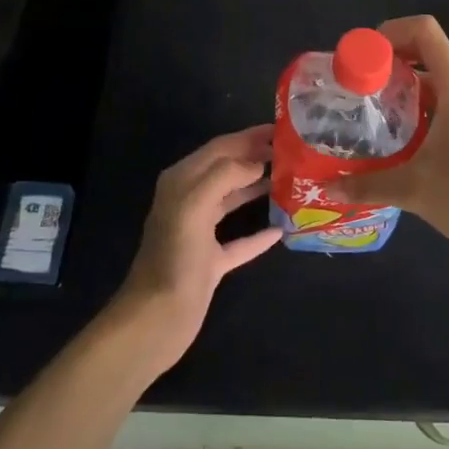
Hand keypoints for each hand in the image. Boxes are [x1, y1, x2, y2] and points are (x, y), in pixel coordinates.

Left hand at [110, 125, 282, 372]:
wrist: (157, 318)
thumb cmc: (175, 256)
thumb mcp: (195, 205)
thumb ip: (225, 175)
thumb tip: (256, 162)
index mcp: (182, 181)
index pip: (220, 147)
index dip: (249, 136)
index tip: (281, 130)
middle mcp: (190, 200)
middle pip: (228, 170)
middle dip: (256, 157)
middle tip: (292, 153)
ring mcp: (200, 232)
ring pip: (234, 200)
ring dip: (259, 188)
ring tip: (290, 181)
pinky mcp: (210, 261)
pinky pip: (240, 240)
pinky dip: (259, 233)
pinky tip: (281, 229)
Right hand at [332, 15, 448, 269]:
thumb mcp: (415, 190)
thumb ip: (368, 185)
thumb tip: (328, 187)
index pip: (423, 30)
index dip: (390, 32)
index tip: (361, 57)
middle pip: (424, 53)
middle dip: (387, 63)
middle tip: (354, 88)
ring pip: (432, 83)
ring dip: (400, 90)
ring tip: (366, 113)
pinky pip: (441, 105)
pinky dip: (416, 111)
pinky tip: (395, 140)